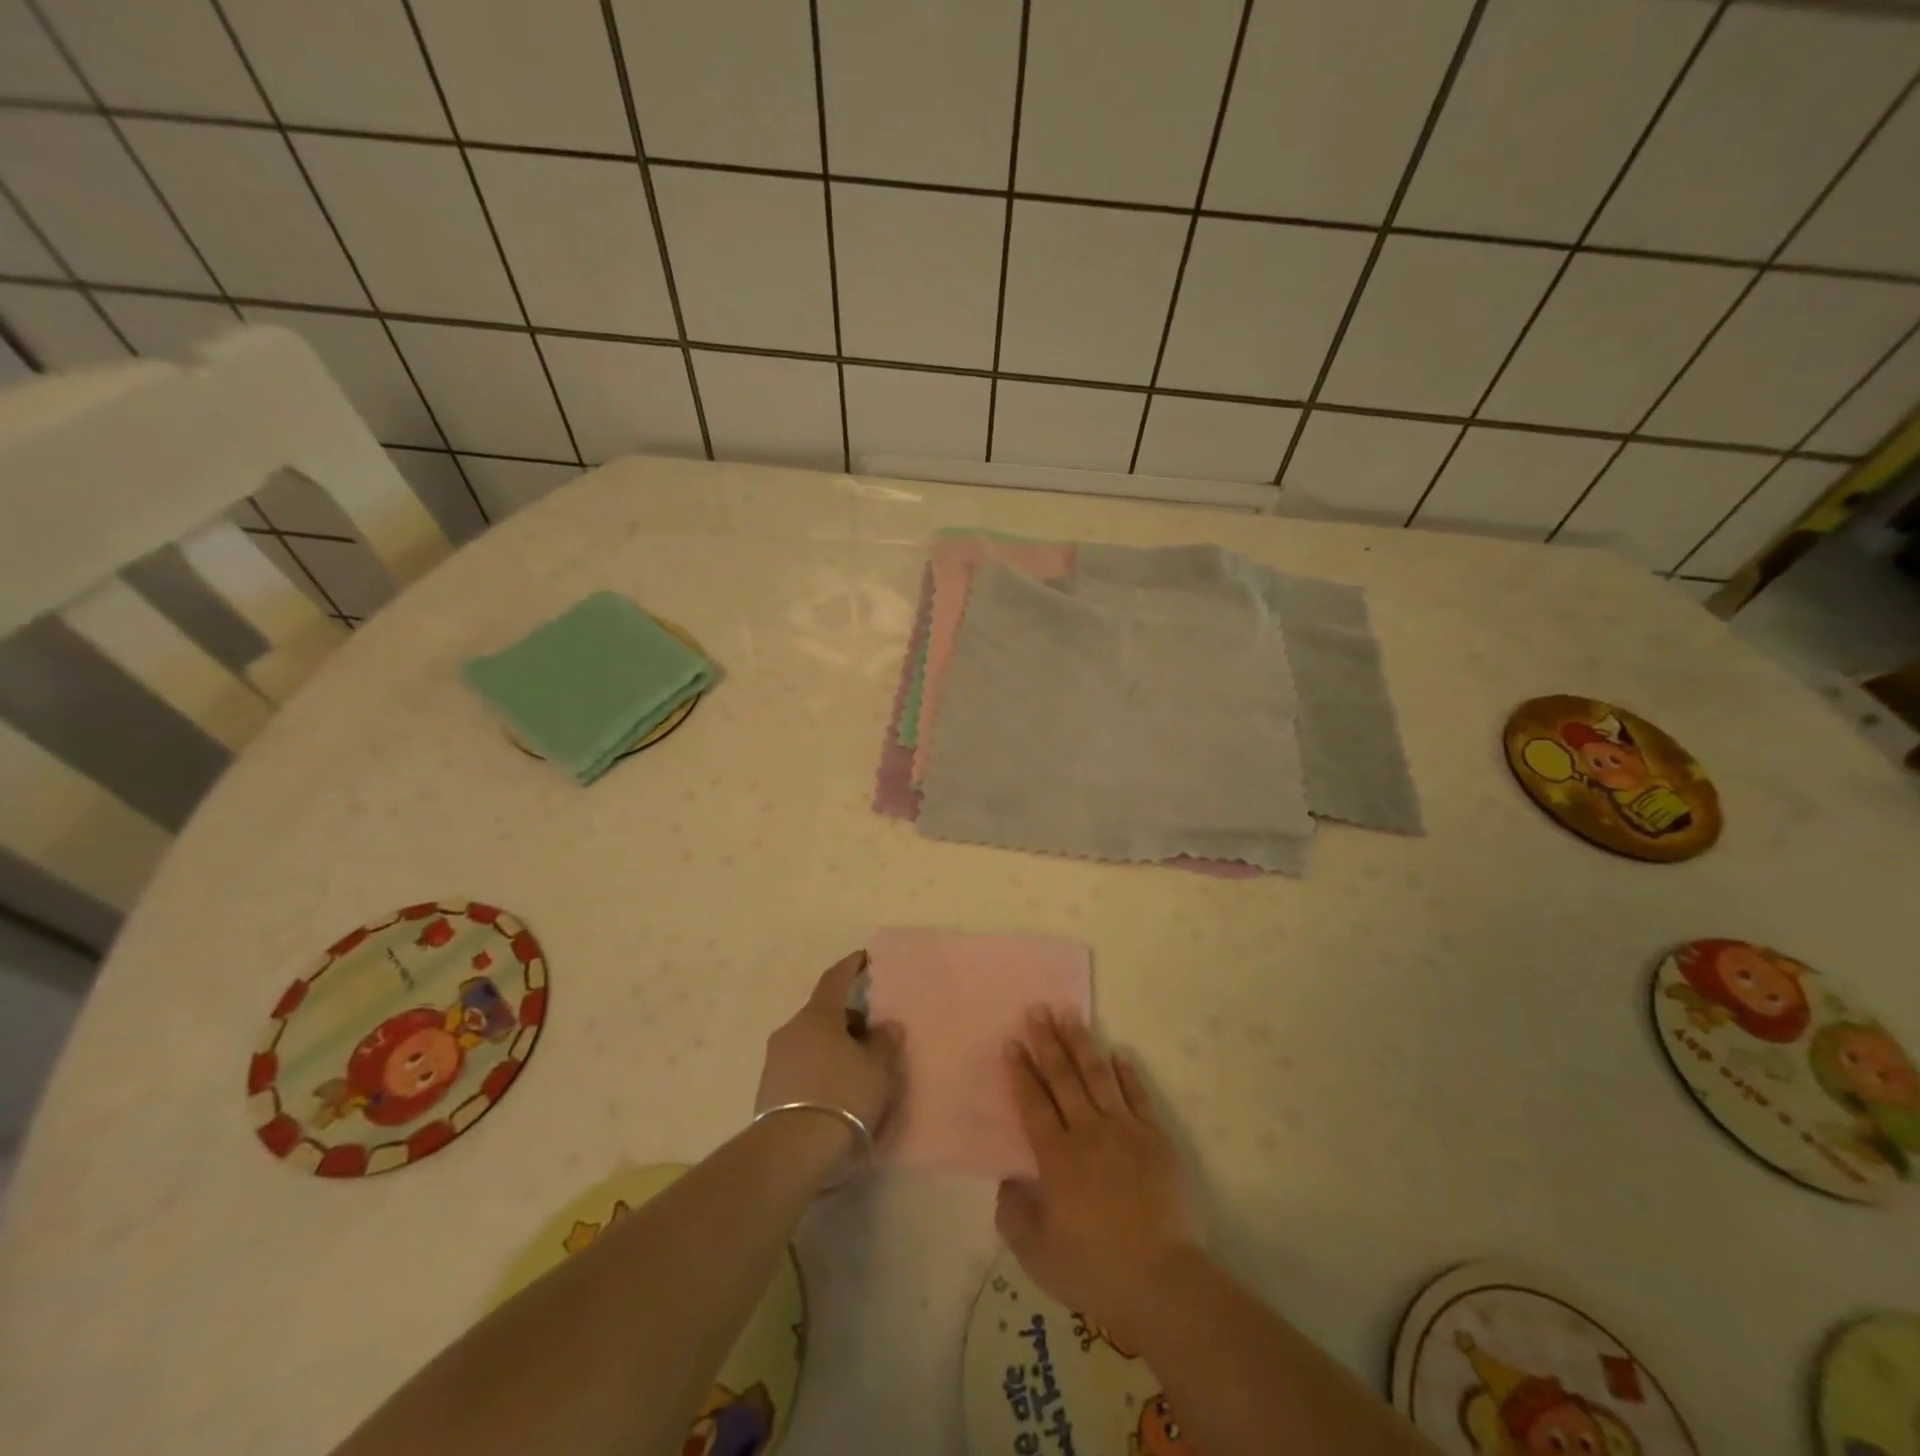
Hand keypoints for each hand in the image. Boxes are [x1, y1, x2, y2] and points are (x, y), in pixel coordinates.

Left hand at [755, 950, 903, 1136]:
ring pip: (810, 1041)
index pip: (835, 978)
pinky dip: (819, 1069)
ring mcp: (775, 1060)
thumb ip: (885, 1042)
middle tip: (871, 1032)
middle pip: (823, 1013)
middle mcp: (791, 1030)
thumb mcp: (877, 1068)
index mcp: (817, 1015)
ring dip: (832, 1046)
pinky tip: (835, 1091)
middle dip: (847, 1018)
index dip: (851, 966)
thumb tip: (887, 1026)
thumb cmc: (842, 1095)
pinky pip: (800, 1066)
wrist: (792, 1150)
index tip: (864, 958)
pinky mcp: (768, 1090)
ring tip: (856, 1067)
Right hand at [998, 1008, 1202, 1353]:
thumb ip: (1013, 1214)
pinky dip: (1128, 1073)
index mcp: (1056, 1156)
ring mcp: (1125, 1131)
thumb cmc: (1094, 1269)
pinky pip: (1138, 1096)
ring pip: (1098, 1076)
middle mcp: (1087, 1132)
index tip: (1011, 1041)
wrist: (1162, 1281)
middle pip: (1063, 1077)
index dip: (1020, 1071)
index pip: (1032, 1102)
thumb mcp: (1036, 1254)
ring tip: (1070, 1014)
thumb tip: (1008, 1179)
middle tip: (1037, 1009)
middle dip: (1047, 1041)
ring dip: (1082, 1043)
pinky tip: (1119, 1054)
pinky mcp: (1156, 1139)